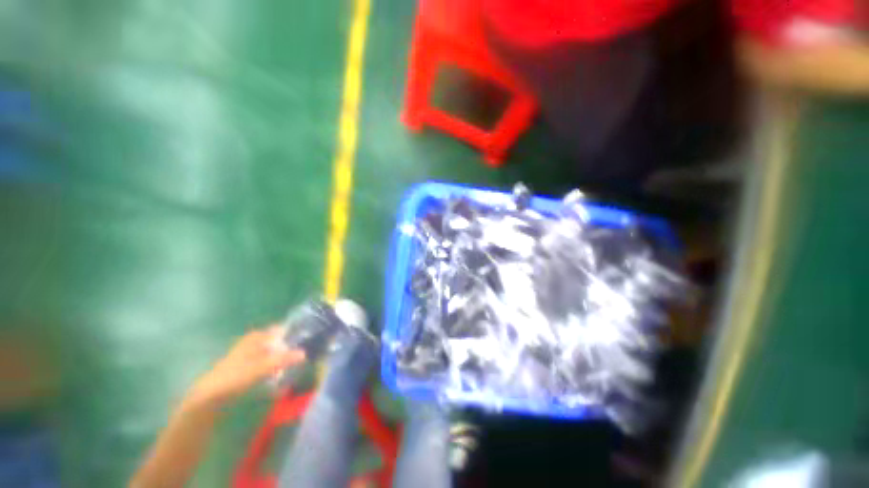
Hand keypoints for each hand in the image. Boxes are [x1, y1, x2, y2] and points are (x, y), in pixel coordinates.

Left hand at [186, 326, 304, 409]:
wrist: (209, 397)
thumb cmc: (234, 377)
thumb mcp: (260, 368)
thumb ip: (282, 360)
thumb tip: (304, 353)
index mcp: (257, 337)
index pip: (282, 330)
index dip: (295, 334)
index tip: (308, 341)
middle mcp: (254, 342)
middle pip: (279, 341)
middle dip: (291, 348)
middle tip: (304, 356)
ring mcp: (251, 354)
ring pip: (274, 352)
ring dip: (284, 358)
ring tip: (295, 367)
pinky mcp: (248, 367)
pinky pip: (268, 362)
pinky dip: (276, 366)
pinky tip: (281, 375)